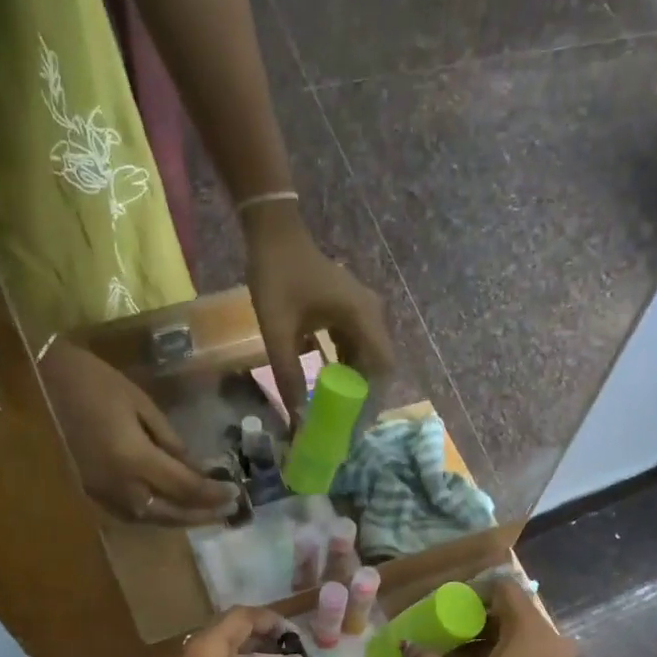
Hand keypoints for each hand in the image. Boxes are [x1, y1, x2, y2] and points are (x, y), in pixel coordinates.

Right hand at [39, 341, 239, 525]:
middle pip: (169, 512)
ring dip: (179, 519)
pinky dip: (154, 514)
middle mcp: (120, 486)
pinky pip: (130, 513)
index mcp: (134, 460)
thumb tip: (195, 469)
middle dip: (200, 514)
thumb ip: (170, 441)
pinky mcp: (90, 493)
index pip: (185, 487)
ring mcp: (101, 494)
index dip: (212, 494)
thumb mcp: (140, 404)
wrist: (35, 381)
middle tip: (226, 512)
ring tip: (203, 513)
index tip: (234, 494)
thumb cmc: (92, 382)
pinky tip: (168, 508)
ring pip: (149, 518)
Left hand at [244, 203, 393, 411]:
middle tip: (344, 423)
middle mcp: (371, 314)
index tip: (356, 422)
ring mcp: (362, 311)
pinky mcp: (350, 311)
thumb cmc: (277, 277)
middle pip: (377, 364)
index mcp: (361, 317)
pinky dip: (346, 366)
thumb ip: (288, 375)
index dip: (372, 398)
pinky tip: (329, 384)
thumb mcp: (277, 331)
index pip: (382, 366)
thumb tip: (298, 417)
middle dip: (362, 395)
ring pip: (367, 356)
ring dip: (354, 382)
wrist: (274, 233)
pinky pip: (355, 345)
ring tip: (337, 410)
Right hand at [401, 580, 583, 656]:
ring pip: (521, 642)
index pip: (504, 588)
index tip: (448, 609)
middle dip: (475, 624)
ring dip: (489, 647)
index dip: (473, 592)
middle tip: (445, 638)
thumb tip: (406, 645)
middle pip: (511, 616)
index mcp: (530, 630)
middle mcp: (552, 640)